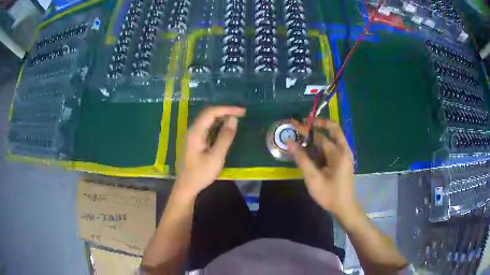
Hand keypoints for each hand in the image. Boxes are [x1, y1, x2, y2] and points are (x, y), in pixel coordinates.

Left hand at [176, 106, 245, 196]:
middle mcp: (192, 130)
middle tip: (241, 114)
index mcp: (195, 132)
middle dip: (225, 111)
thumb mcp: (216, 157)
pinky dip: (217, 125)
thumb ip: (225, 137)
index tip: (242, 111)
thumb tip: (233, 120)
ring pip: (207, 120)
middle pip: (208, 113)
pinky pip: (206, 127)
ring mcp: (192, 135)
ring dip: (221, 117)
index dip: (227, 109)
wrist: (186, 186)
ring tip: (236, 119)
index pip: (211, 112)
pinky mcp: (194, 141)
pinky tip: (225, 128)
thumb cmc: (200, 174)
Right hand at [288, 119, 356, 218]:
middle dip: (311, 131)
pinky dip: (318, 149)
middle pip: (326, 135)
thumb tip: (290, 142)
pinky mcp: (341, 162)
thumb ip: (302, 159)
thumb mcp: (313, 178)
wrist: (344, 208)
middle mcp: (343, 150)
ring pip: (327, 142)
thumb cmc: (330, 194)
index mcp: (339, 153)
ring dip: (314, 141)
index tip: (296, 124)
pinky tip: (308, 154)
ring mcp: (343, 156)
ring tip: (300, 142)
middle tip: (297, 131)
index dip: (309, 127)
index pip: (322, 134)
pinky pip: (329, 150)